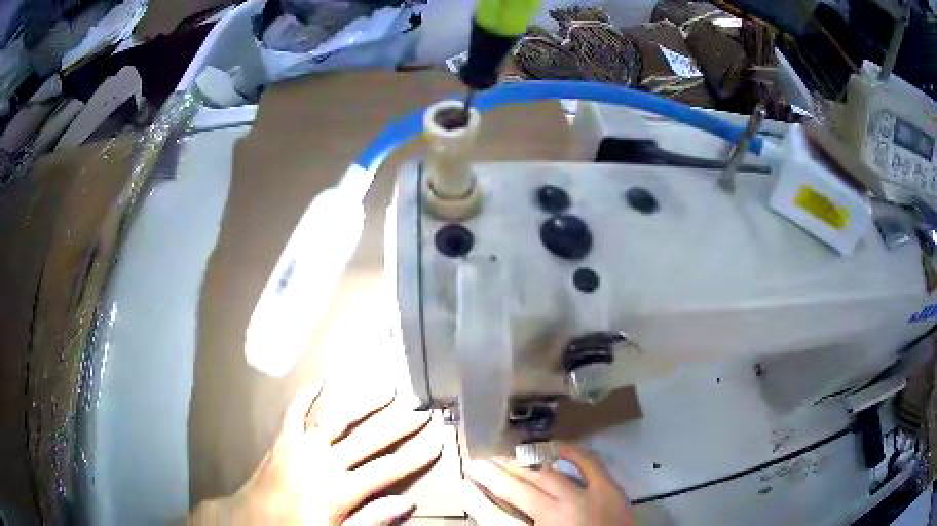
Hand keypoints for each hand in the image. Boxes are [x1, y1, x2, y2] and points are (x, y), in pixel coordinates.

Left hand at [191, 381, 441, 524]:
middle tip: (422, 411)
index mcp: (339, 490)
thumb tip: (406, 503)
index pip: (388, 470)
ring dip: (364, 403)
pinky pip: (295, 412)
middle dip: (399, 426)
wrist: (248, 520)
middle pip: (369, 440)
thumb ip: (370, 520)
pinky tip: (321, 381)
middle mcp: (324, 462)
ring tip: (387, 389)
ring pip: (338, 419)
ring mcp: (301, 446)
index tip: (437, 441)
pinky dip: (308, 395)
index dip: (415, 456)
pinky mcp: (283, 440)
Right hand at [461, 443, 633, 524]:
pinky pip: (588, 463)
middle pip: (518, 490)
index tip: (463, 484)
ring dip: (523, 464)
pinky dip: (570, 452)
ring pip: (546, 475)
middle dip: (496, 475)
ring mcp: (585, 498)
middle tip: (480, 462)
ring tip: (505, 456)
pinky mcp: (609, 489)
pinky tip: (553, 446)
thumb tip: (495, 518)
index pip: (496, 516)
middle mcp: (557, 513)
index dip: (476, 499)